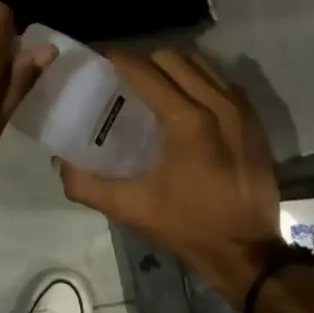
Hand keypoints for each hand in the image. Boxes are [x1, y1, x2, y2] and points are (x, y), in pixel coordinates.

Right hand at [58, 47, 284, 303]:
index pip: (144, 70)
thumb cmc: (189, 227)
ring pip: (198, 63)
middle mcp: (216, 103)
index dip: (118, 60)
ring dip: (172, 67)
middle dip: (144, 61)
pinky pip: (220, 79)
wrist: (250, 254)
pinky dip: (198, 79)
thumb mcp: (133, 209)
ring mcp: (239, 108)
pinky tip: (184, 100)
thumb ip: (88, 185)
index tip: (100, 62)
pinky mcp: (253, 118)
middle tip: (125, 79)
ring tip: (154, 86)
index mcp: (186, 121)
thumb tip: (59, 162)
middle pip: (170, 58)